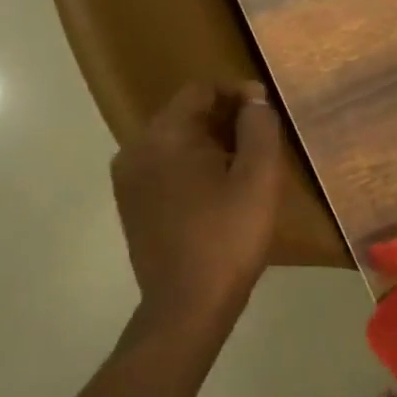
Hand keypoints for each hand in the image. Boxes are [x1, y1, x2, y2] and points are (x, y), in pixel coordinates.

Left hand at [111, 81, 283, 339]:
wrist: (187, 307)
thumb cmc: (228, 237)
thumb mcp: (259, 177)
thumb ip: (259, 127)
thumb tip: (253, 97)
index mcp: (164, 136)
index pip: (201, 89)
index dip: (238, 93)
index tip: (267, 114)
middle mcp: (136, 149)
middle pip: (186, 113)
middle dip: (225, 119)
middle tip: (262, 142)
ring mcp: (129, 179)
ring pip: (176, 141)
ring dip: (210, 144)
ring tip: (244, 167)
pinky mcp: (131, 204)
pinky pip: (165, 166)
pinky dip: (192, 167)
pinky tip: (218, 193)